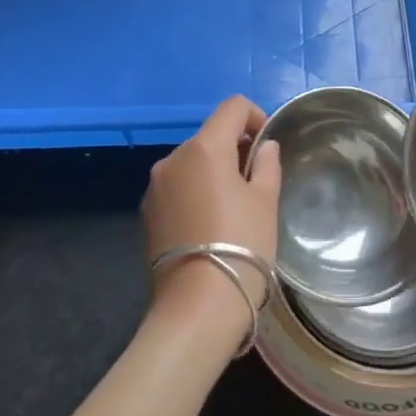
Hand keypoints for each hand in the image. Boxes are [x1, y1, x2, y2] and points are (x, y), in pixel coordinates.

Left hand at [144, 97, 281, 330]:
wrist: (196, 308)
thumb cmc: (241, 246)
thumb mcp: (265, 202)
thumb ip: (266, 165)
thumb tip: (263, 147)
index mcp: (204, 148)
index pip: (233, 107)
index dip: (256, 117)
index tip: (267, 147)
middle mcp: (173, 158)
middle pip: (210, 135)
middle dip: (235, 148)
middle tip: (256, 182)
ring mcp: (155, 187)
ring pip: (192, 162)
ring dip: (214, 171)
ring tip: (233, 207)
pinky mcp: (147, 213)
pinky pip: (177, 187)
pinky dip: (195, 191)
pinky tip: (209, 224)